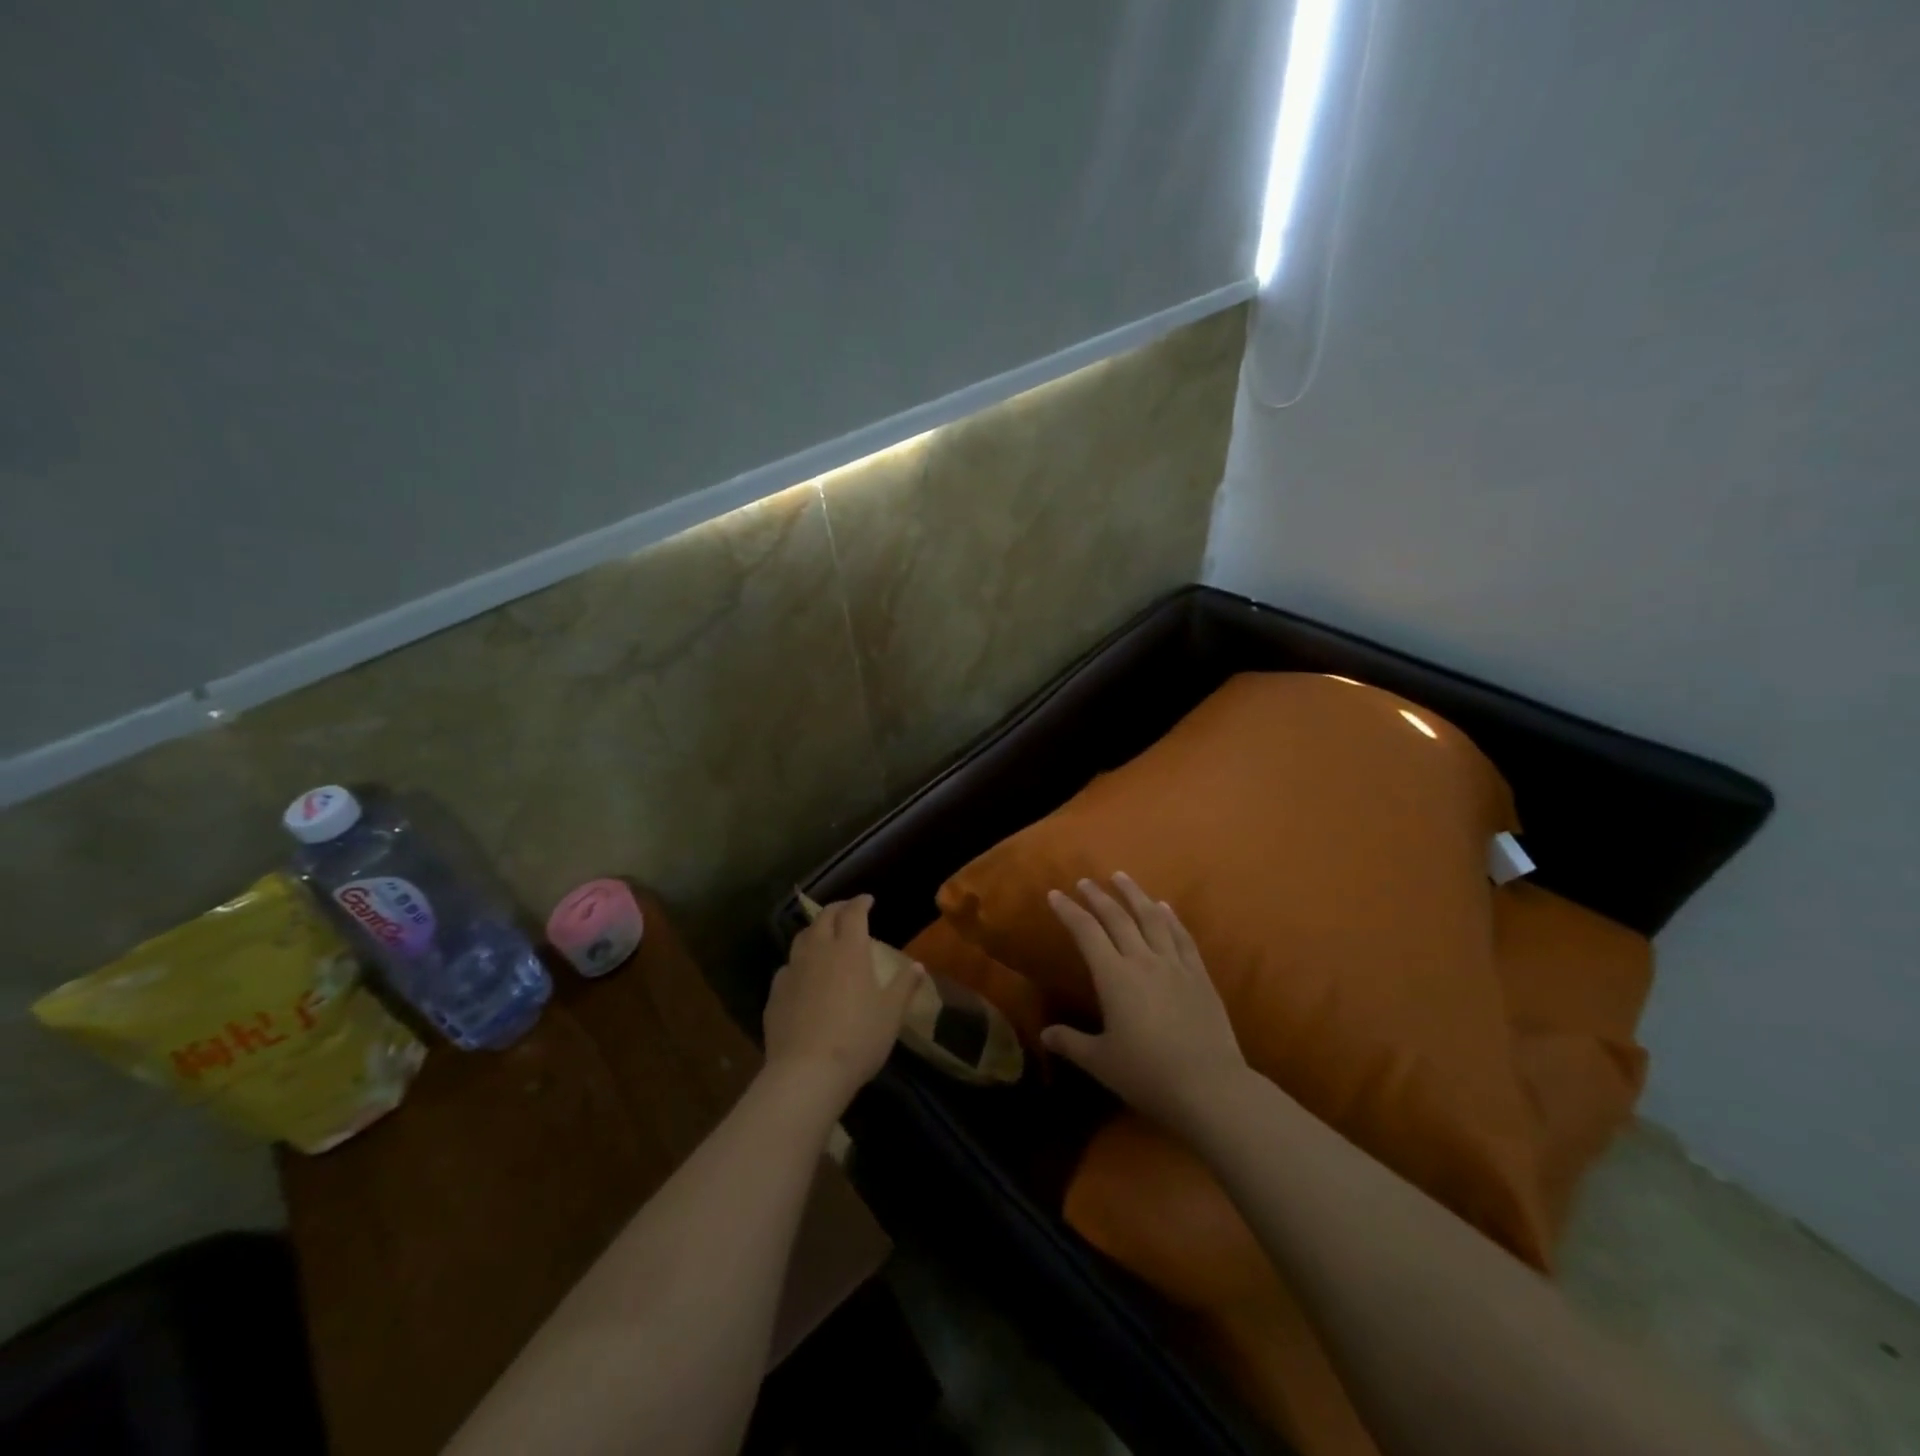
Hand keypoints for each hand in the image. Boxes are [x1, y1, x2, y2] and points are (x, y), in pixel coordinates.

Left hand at [764, 895, 918, 1114]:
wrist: (806, 1072)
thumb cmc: (858, 1038)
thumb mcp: (891, 1014)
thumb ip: (905, 985)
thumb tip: (918, 966)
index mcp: (850, 950)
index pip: (854, 913)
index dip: (861, 902)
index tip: (868, 899)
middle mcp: (819, 951)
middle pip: (824, 918)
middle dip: (837, 909)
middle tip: (847, 910)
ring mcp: (793, 971)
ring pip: (801, 938)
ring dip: (814, 930)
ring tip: (823, 935)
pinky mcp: (775, 993)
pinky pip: (787, 966)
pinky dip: (798, 961)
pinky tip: (802, 974)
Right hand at [1041, 874, 1249, 1134]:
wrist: (1210, 1088)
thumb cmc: (1148, 1075)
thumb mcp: (1101, 1062)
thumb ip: (1071, 1043)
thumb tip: (1045, 1034)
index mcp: (1114, 977)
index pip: (1086, 932)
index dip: (1069, 911)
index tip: (1055, 894)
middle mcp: (1143, 960)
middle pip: (1118, 918)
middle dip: (1098, 896)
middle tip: (1085, 881)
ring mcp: (1175, 965)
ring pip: (1152, 918)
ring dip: (1135, 894)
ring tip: (1122, 877)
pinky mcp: (1200, 976)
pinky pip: (1182, 937)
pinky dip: (1171, 917)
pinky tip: (1165, 907)